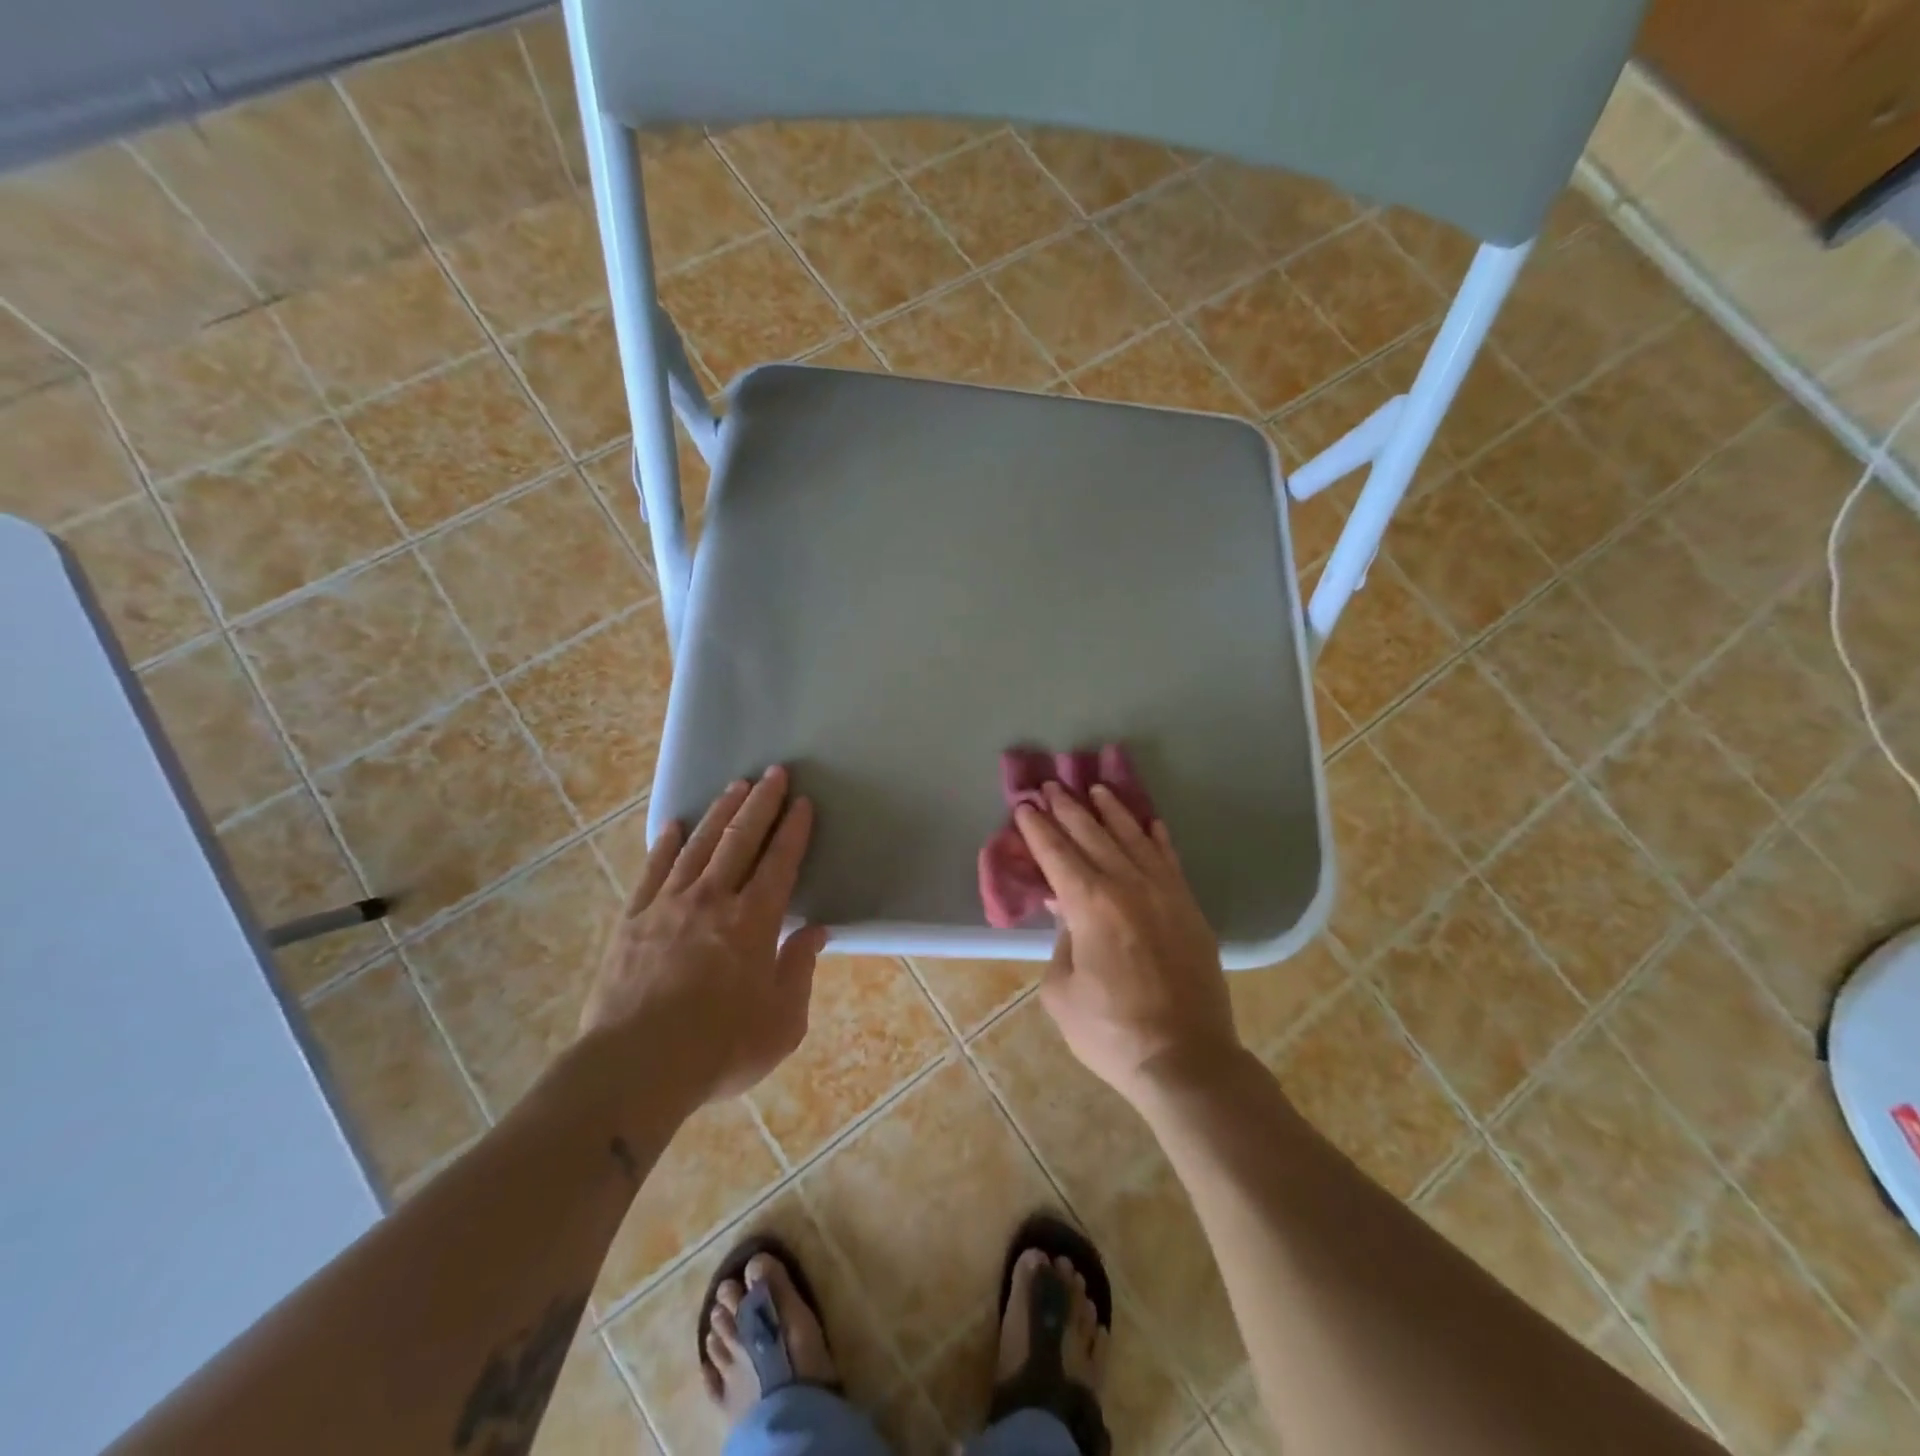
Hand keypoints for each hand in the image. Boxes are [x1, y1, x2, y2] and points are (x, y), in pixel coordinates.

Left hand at [581, 767, 827, 1105]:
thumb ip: (799, 970)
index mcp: (753, 921)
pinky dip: (666, 844)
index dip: (794, 829)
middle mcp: (713, 900)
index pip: (780, 862)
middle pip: (741, 839)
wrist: (634, 1069)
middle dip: (762, 803)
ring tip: (735, 785)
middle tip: (774, 772)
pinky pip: (653, 871)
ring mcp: (668, 906)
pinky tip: (675, 825)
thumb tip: (815, 932)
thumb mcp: (781, 1022)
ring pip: (700, 845)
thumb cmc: (719, 1049)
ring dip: (721, 812)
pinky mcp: (633, 920)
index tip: (803, 802)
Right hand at [1016, 784, 1239, 1103]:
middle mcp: (1127, 886)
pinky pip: (1170, 860)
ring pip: (1134, 839)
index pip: (1057, 854)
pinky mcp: (1189, 909)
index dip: (1038, 828)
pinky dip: (1157, 838)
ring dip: (1112, 812)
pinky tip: (1150, 823)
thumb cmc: (1110, 1031)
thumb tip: (1066, 910)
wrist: (1186, 1060)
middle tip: (1052, 786)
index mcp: (1090, 905)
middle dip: (1068, 809)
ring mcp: (1164, 894)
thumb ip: (1061, 941)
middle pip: (1093, 836)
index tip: (1025, 805)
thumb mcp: (1062, 991)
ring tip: (1096, 789)